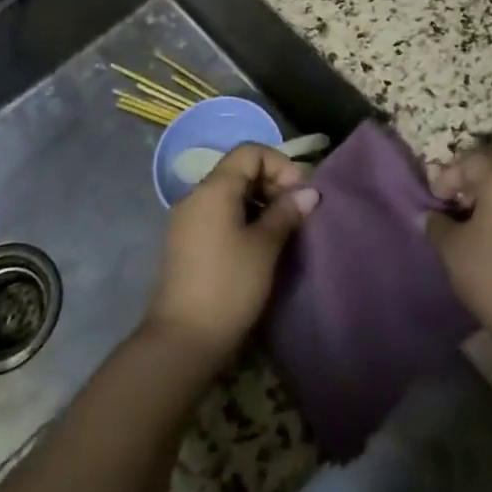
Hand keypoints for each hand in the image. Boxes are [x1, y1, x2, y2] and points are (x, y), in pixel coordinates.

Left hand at [142, 143, 318, 366]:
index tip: (299, 195)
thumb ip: (287, 212)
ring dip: (258, 203)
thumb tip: (309, 192)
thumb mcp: (265, 247)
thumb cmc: (229, 286)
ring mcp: (186, 219)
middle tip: (294, 214)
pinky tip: (256, 246)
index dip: (280, 165)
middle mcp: (195, 195)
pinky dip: (241, 219)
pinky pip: (217, 214)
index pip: (250, 151)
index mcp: (213, 188)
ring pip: (228, 194)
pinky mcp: (184, 242)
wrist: (182, 340)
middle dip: (271, 184)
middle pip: (239, 170)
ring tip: (280, 232)